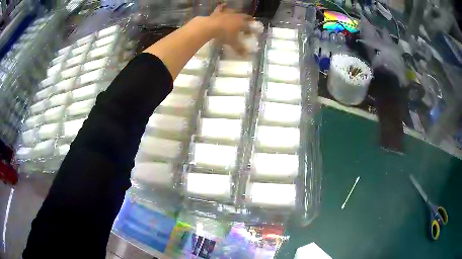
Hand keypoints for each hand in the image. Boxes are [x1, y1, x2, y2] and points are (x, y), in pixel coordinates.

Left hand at [209, 4, 253, 55]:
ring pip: (234, 11)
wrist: (210, 27)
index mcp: (241, 23)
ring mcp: (227, 13)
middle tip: (250, 20)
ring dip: (237, 12)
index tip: (250, 34)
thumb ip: (239, 48)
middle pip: (245, 16)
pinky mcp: (218, 12)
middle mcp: (236, 16)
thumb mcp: (232, 43)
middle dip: (248, 19)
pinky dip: (223, 6)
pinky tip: (225, 4)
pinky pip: (221, 7)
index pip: (249, 27)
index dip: (250, 30)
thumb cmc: (224, 35)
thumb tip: (245, 55)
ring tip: (239, 14)